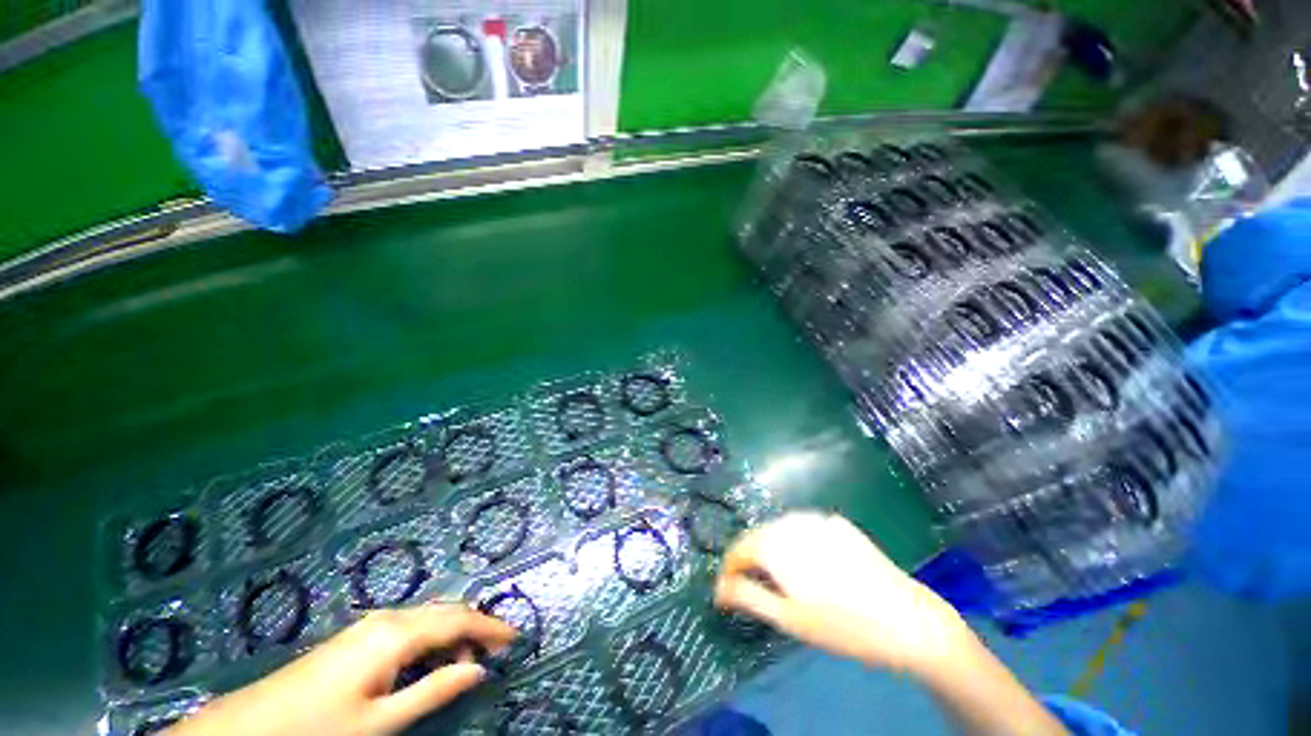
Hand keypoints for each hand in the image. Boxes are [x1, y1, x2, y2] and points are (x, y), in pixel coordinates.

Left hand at [169, 604, 515, 735]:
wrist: (252, 726)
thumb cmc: (321, 726)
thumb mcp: (382, 720)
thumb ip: (434, 690)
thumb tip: (478, 670)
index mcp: (397, 633)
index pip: (459, 621)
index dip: (491, 627)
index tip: (516, 637)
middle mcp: (388, 618)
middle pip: (445, 611)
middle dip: (475, 627)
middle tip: (495, 651)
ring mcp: (370, 625)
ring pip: (427, 617)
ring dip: (452, 634)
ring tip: (464, 663)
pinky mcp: (357, 636)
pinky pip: (409, 626)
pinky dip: (430, 638)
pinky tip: (427, 661)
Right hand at [713, 511, 967, 674]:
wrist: (908, 620)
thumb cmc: (843, 626)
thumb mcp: (789, 618)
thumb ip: (748, 596)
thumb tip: (719, 587)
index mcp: (777, 543)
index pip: (738, 548)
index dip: (729, 570)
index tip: (728, 593)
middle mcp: (792, 522)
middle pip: (758, 536)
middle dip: (751, 559)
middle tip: (755, 588)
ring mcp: (817, 518)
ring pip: (780, 529)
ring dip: (773, 549)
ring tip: (781, 579)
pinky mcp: (837, 523)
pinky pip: (804, 528)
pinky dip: (797, 543)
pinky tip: (811, 566)